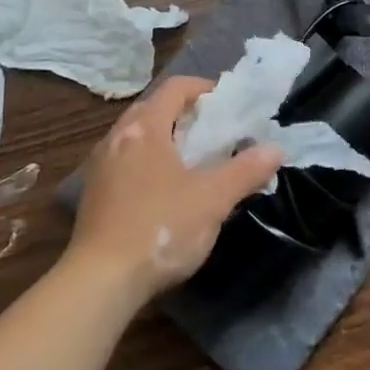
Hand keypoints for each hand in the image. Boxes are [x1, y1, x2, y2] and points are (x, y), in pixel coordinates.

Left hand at [69, 76, 282, 303]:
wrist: (99, 282)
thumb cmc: (159, 227)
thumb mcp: (213, 199)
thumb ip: (246, 170)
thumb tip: (275, 149)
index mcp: (145, 127)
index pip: (175, 88)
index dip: (203, 88)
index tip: (227, 104)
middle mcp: (117, 136)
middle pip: (154, 108)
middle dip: (185, 114)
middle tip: (214, 132)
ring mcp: (100, 165)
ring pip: (137, 136)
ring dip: (165, 138)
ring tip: (192, 160)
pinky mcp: (93, 194)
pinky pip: (125, 160)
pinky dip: (148, 161)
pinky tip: (163, 190)